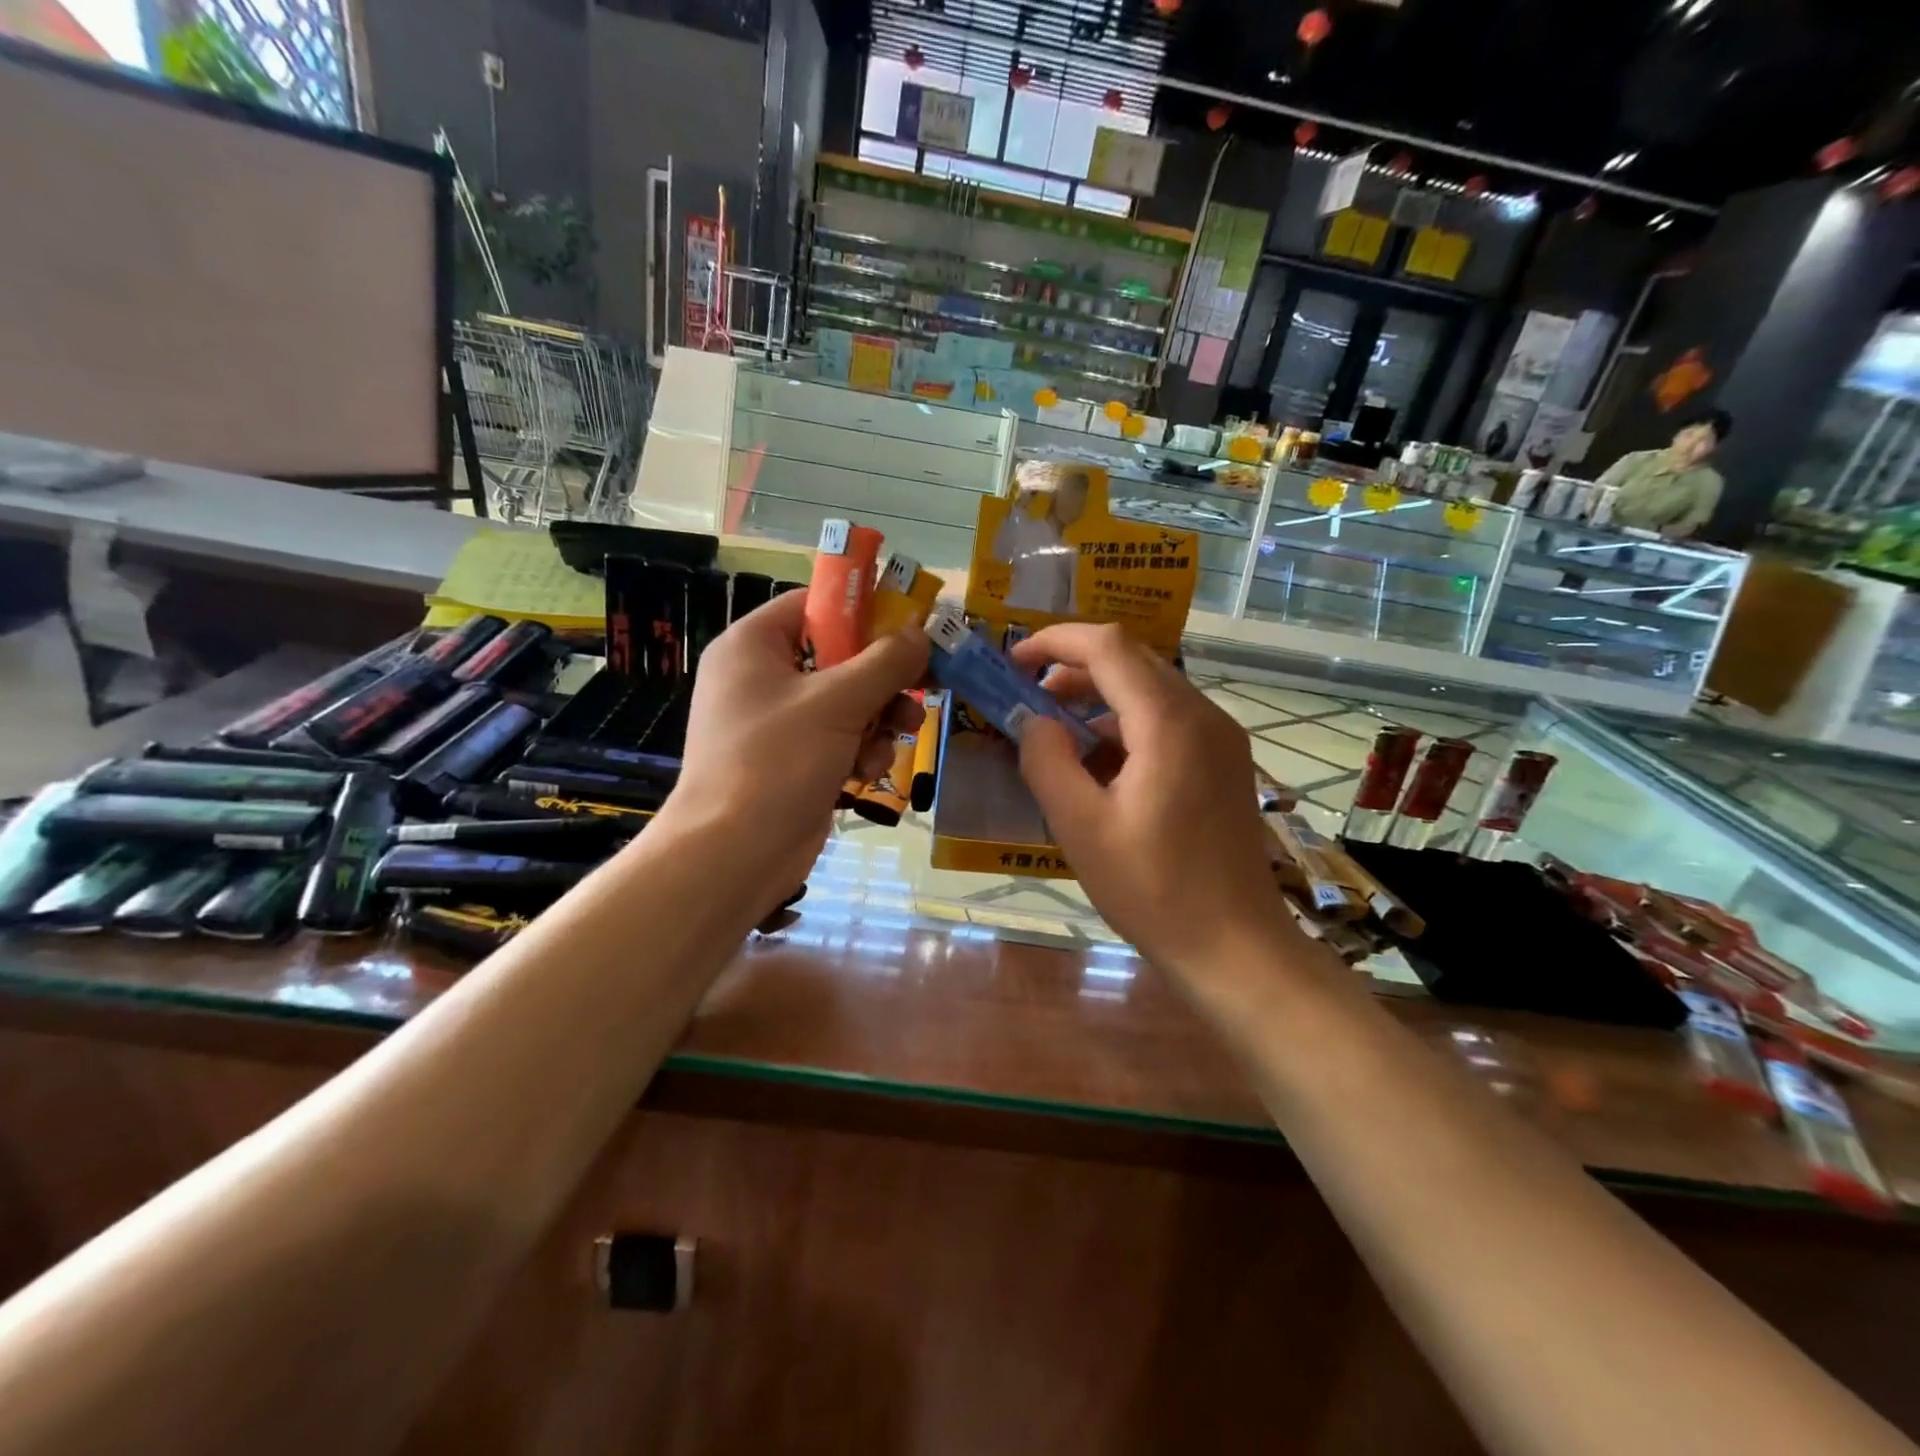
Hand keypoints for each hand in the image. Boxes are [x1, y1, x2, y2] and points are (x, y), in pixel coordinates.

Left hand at [660, 591, 926, 893]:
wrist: (734, 854)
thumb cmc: (777, 761)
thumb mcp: (837, 702)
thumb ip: (885, 663)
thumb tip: (921, 636)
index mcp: (753, 646)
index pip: (813, 607)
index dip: (863, 613)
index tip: (908, 627)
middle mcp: (761, 678)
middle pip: (838, 658)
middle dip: (882, 680)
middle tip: (921, 686)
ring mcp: (775, 723)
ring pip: (846, 703)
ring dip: (878, 720)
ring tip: (898, 737)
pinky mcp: (791, 762)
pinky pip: (837, 740)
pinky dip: (858, 752)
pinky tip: (866, 774)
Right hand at [1009, 624, 1297, 983]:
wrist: (1235, 947)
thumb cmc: (1152, 890)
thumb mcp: (1080, 827)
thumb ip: (1046, 761)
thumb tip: (1032, 720)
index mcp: (1169, 723)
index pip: (1108, 647)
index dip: (1055, 641)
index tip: (1014, 661)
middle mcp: (1203, 716)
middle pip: (1133, 661)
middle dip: (1075, 669)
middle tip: (1029, 699)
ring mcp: (1221, 739)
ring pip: (1151, 690)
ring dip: (1099, 699)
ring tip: (1057, 737)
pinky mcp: (1225, 762)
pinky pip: (1169, 720)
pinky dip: (1126, 725)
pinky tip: (1100, 766)